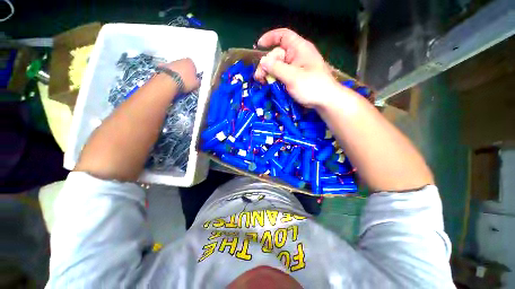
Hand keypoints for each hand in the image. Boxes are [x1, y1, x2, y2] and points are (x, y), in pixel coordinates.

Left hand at [163, 58, 199, 92]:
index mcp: (190, 62)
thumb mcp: (196, 84)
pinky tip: (172, 80)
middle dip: (186, 72)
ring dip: (178, 73)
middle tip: (187, 81)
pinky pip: (168, 70)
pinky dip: (170, 74)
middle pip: (185, 66)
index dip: (194, 74)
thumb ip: (198, 81)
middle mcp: (180, 60)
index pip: (194, 67)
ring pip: (177, 67)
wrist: (169, 82)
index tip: (194, 79)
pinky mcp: (163, 66)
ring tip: (180, 83)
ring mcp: (171, 62)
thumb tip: (198, 82)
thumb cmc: (184, 81)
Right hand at [254, 28, 339, 107]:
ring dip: (269, 74)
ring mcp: (296, 68)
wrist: (325, 101)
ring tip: (262, 83)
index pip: (283, 36)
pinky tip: (270, 85)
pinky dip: (275, 79)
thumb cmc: (312, 86)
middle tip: (259, 78)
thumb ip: (276, 68)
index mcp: (299, 49)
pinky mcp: (296, 78)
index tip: (259, 46)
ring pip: (279, 67)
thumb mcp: (292, 77)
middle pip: (277, 55)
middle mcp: (297, 56)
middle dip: (266, 65)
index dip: (270, 38)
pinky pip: (283, 75)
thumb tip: (263, 61)